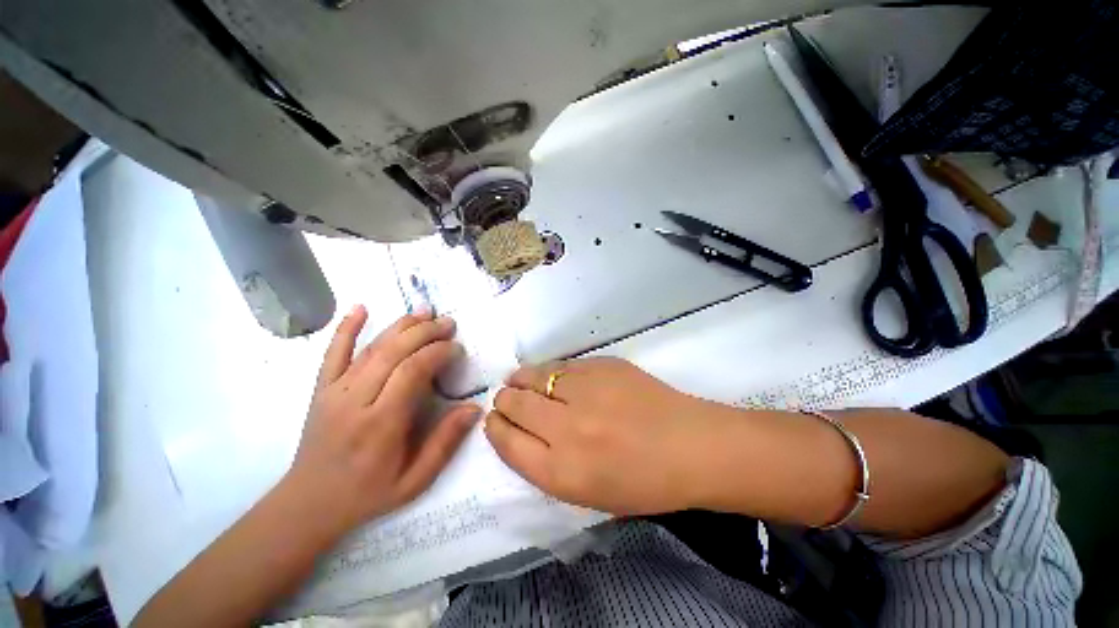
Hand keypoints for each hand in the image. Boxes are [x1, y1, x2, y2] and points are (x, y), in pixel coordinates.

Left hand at [283, 305, 480, 535]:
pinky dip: (346, 328)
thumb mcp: (415, 480)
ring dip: (400, 326)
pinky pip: (333, 353)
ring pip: (370, 348)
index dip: (437, 353)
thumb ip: (445, 443)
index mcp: (381, 424)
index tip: (457, 348)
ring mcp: (334, 392)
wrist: (308, 504)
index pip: (412, 372)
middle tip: (448, 323)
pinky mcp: (321, 389)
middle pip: (393, 353)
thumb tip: (474, 408)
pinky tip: (361, 308)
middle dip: (424, 332)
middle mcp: (355, 401)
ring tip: (425, 312)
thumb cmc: (367, 494)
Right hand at [484, 357, 720, 514]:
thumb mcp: (587, 493)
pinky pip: (561, 365)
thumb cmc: (643, 482)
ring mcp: (586, 391)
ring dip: (520, 379)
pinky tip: (548, 374)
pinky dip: (547, 370)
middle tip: (506, 398)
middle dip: (504, 400)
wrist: (691, 447)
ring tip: (517, 380)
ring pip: (534, 377)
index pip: (508, 442)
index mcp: (562, 472)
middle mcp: (568, 429)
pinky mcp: (603, 366)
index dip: (495, 428)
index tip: (493, 420)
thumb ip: (547, 465)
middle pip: (515, 404)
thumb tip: (521, 431)